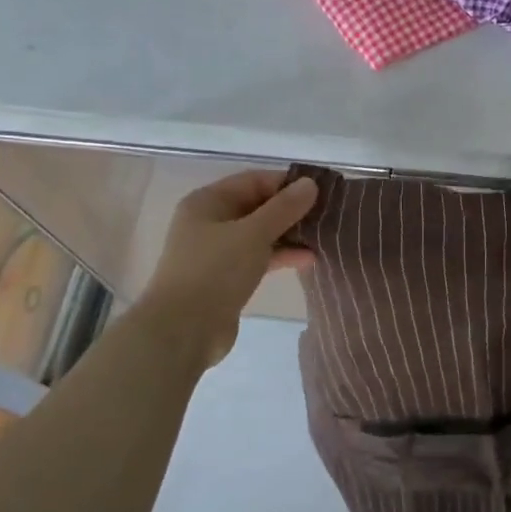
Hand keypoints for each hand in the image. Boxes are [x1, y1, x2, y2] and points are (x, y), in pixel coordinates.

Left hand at [140, 171, 316, 366]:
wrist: (183, 330)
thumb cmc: (215, 271)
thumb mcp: (254, 233)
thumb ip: (284, 208)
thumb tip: (310, 183)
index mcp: (208, 201)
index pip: (254, 181)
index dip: (287, 183)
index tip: (321, 191)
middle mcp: (210, 221)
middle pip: (257, 206)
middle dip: (290, 210)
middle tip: (327, 214)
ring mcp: (217, 251)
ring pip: (259, 234)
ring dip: (289, 234)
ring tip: (323, 236)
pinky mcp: (226, 277)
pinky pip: (258, 257)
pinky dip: (280, 256)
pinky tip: (308, 259)